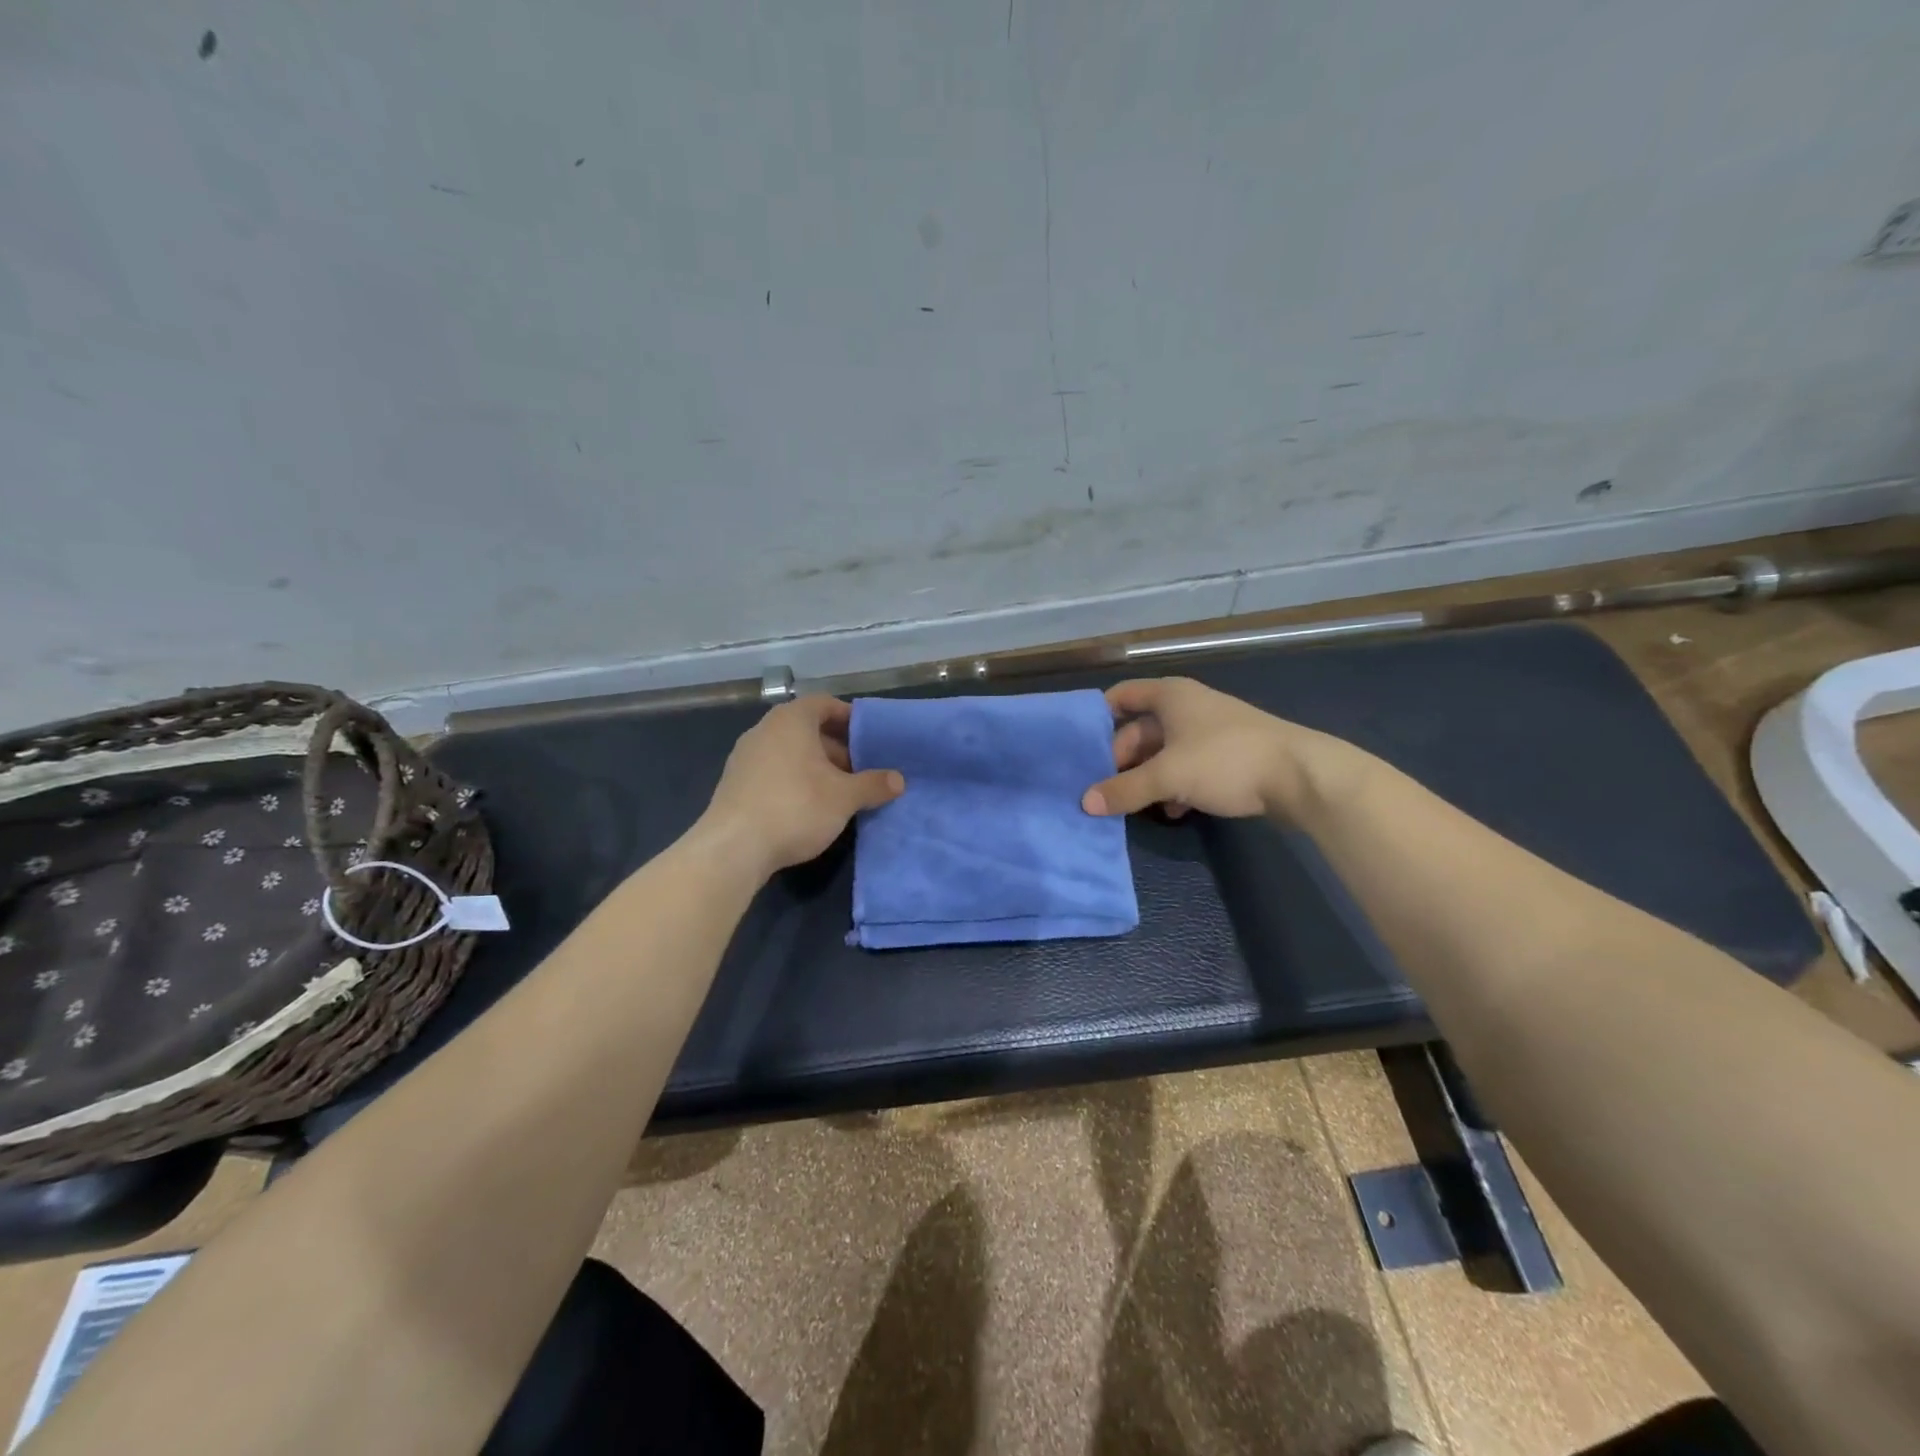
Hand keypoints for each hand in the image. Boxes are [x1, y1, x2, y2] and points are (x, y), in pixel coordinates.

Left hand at [698, 696, 903, 878]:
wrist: (733, 848)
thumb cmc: (795, 807)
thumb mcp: (844, 797)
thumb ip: (873, 784)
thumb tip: (898, 780)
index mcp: (791, 720)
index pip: (824, 704)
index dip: (849, 718)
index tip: (870, 738)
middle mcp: (764, 730)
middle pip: (807, 729)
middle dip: (836, 748)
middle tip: (860, 770)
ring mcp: (745, 757)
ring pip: (790, 752)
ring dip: (816, 767)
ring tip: (839, 792)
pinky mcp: (735, 784)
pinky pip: (773, 771)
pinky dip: (794, 780)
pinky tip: (808, 808)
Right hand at [1081, 677, 1346, 819]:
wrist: (1300, 776)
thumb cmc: (1225, 761)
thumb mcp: (1168, 776)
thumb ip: (1124, 789)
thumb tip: (1084, 803)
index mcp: (1170, 696)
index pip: (1122, 695)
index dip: (1098, 717)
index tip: (1079, 746)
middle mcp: (1187, 706)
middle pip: (1140, 730)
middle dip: (1121, 760)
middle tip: (1104, 789)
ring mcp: (1209, 731)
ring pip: (1164, 752)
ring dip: (1148, 778)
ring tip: (1132, 805)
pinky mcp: (1228, 756)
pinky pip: (1188, 767)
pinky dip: (1175, 786)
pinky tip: (1173, 811)